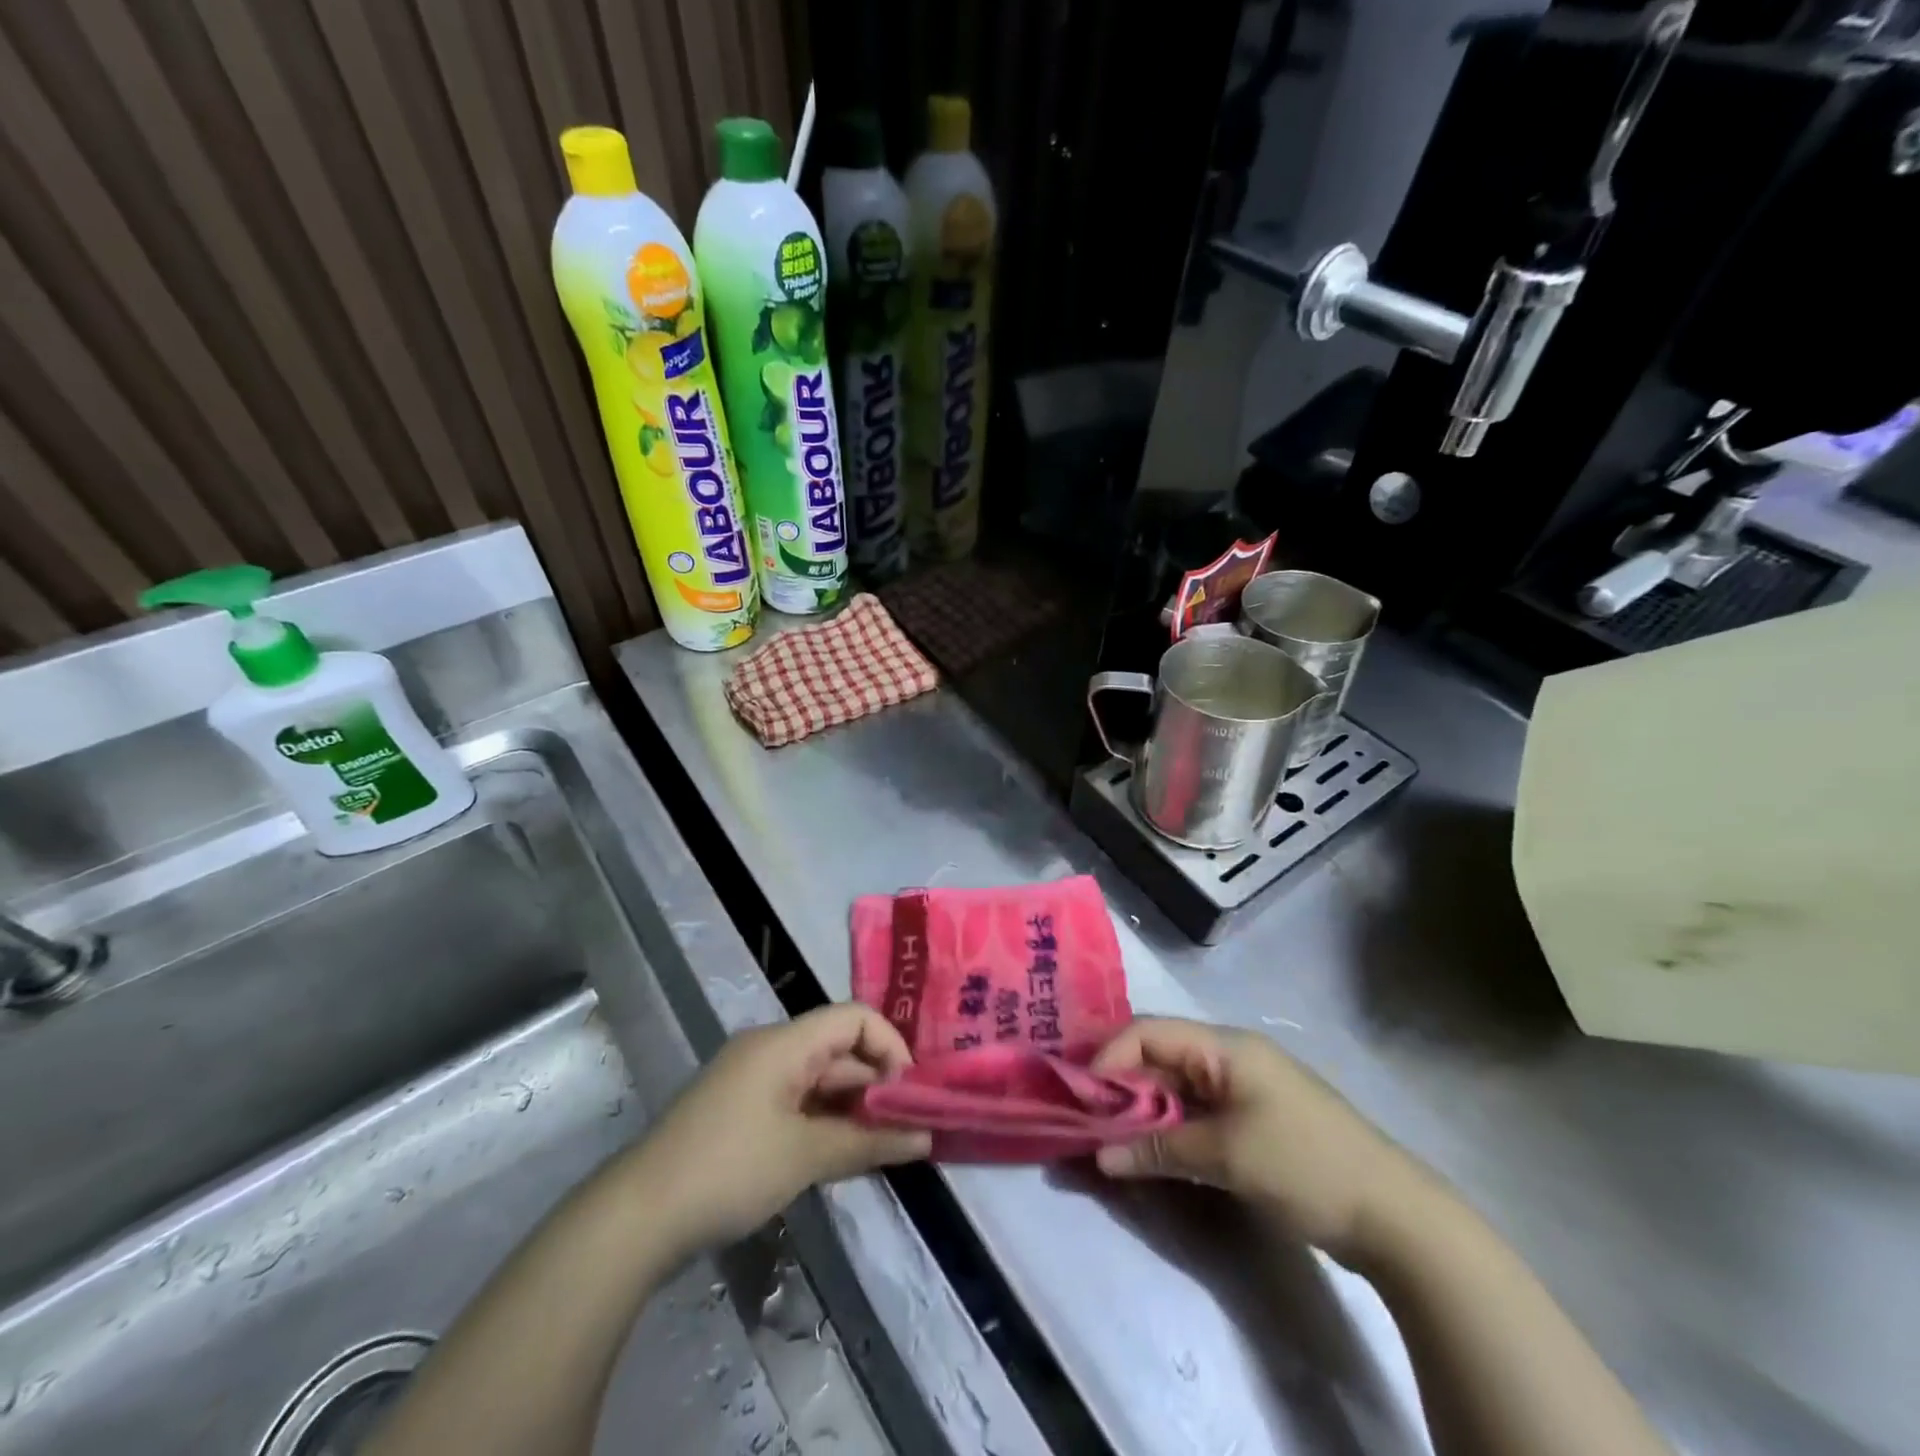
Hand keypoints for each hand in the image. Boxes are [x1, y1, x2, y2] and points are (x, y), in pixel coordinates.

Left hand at [631, 1004, 931, 1258]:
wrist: (637, 1217)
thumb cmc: (729, 1170)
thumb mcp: (805, 1156)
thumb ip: (868, 1142)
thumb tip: (925, 1136)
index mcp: (784, 1042)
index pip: (854, 1018)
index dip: (889, 1046)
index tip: (909, 1093)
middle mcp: (770, 1050)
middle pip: (838, 1050)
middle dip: (876, 1085)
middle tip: (907, 1128)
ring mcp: (752, 1081)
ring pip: (819, 1081)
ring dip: (852, 1109)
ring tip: (883, 1147)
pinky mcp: (740, 1112)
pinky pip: (796, 1103)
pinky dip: (824, 1123)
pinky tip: (842, 1155)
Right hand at [1091, 1017, 1416, 1261]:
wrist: (1396, 1217)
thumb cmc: (1305, 1165)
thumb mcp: (1227, 1156)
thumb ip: (1160, 1148)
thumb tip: (1101, 1156)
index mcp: (1226, 1046)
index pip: (1149, 1032)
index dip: (1110, 1058)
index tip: (1082, 1097)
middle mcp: (1229, 1056)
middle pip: (1159, 1056)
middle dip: (1121, 1086)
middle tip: (1088, 1121)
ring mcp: (1242, 1088)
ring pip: (1175, 1087)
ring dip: (1142, 1110)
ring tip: (1110, 1139)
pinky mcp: (1251, 1119)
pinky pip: (1195, 1112)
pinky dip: (1169, 1128)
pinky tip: (1149, 1151)